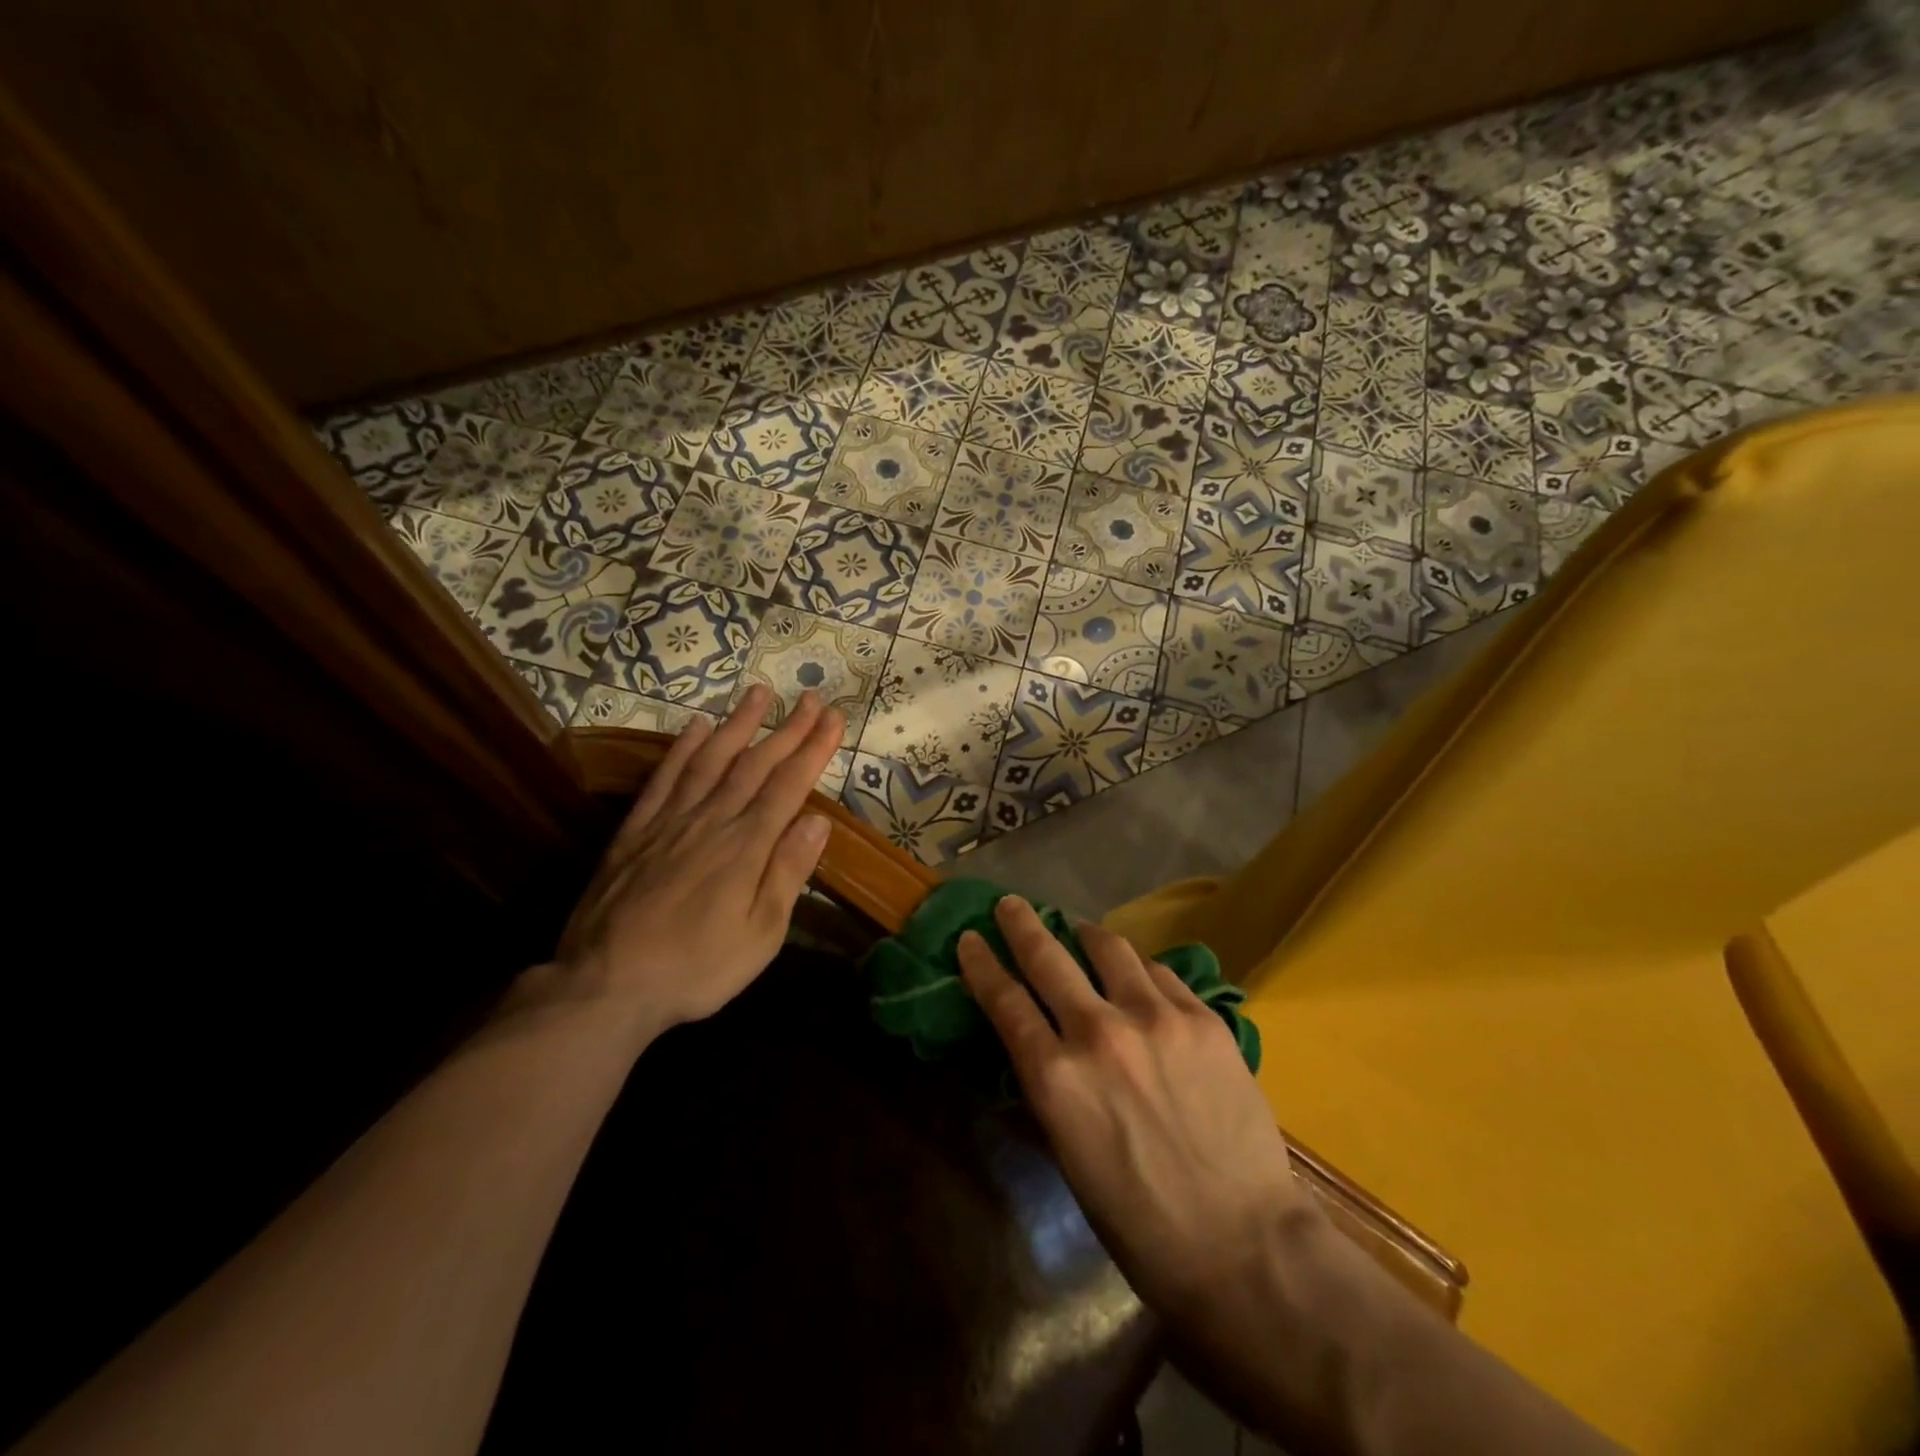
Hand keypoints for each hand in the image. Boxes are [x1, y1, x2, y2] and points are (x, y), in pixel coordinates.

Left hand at [556, 685, 843, 1033]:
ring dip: (738, 724)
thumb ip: (787, 873)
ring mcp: (670, 821)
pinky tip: (695, 727)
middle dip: (788, 729)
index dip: (814, 749)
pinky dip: (682, 749)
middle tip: (811, 698)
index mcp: (746, 847)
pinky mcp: (635, 831)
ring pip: (710, 760)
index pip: (789, 786)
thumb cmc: (696, 968)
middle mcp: (711, 821)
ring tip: (760, 693)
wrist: (606, 985)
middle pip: (755, 765)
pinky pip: (664, 778)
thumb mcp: (760, 935)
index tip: (834, 718)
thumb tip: (818, 820)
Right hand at [957, 897, 1318, 1316]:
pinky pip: (1159, 972)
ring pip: (1109, 947)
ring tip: (1080, 931)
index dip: (982, 964)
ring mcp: (1156, 1018)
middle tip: (1011, 905)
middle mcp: (1099, 1033)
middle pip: (1048, 957)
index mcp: (1057, 1078)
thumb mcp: (1069, 1154)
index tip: (970, 938)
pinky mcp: (1202, 1018)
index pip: (1005, 1001)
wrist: (1244, 1244)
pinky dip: (1139, 968)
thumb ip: (1051, 1087)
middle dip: (1021, 924)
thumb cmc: (1140, 1221)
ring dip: (1085, 934)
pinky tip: (1139, 976)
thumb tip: (1039, 1044)